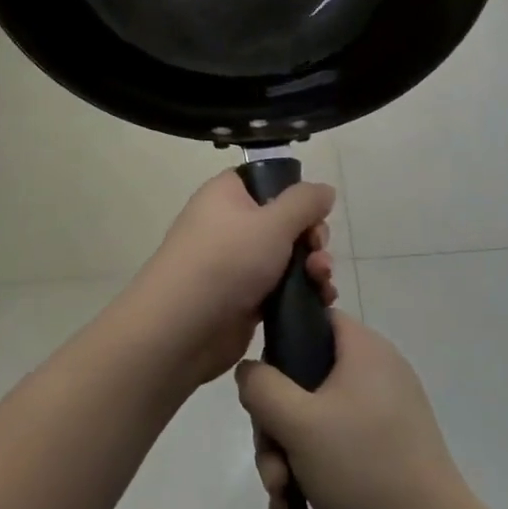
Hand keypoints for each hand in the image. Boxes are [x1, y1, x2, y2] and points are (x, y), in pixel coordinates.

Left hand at [126, 170, 338, 393]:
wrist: (183, 327)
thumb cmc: (227, 260)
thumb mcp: (273, 222)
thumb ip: (304, 202)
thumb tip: (324, 190)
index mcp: (227, 195)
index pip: (266, 180)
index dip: (294, 194)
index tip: (314, 212)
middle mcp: (230, 224)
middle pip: (284, 221)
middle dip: (311, 237)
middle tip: (317, 252)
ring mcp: (236, 263)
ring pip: (287, 256)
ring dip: (312, 267)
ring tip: (322, 283)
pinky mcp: (244, 298)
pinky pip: (281, 287)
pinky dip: (302, 291)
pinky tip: (321, 300)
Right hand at [235, 311, 478, 508]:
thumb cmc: (362, 468)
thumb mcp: (297, 422)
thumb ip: (261, 386)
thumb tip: (250, 370)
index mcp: (365, 351)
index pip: (315, 319)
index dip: (280, 343)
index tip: (262, 385)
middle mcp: (377, 373)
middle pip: (305, 377)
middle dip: (275, 424)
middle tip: (271, 462)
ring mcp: (382, 412)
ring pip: (313, 416)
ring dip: (286, 453)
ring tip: (281, 494)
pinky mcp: (383, 447)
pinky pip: (333, 443)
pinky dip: (310, 467)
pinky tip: (292, 503)